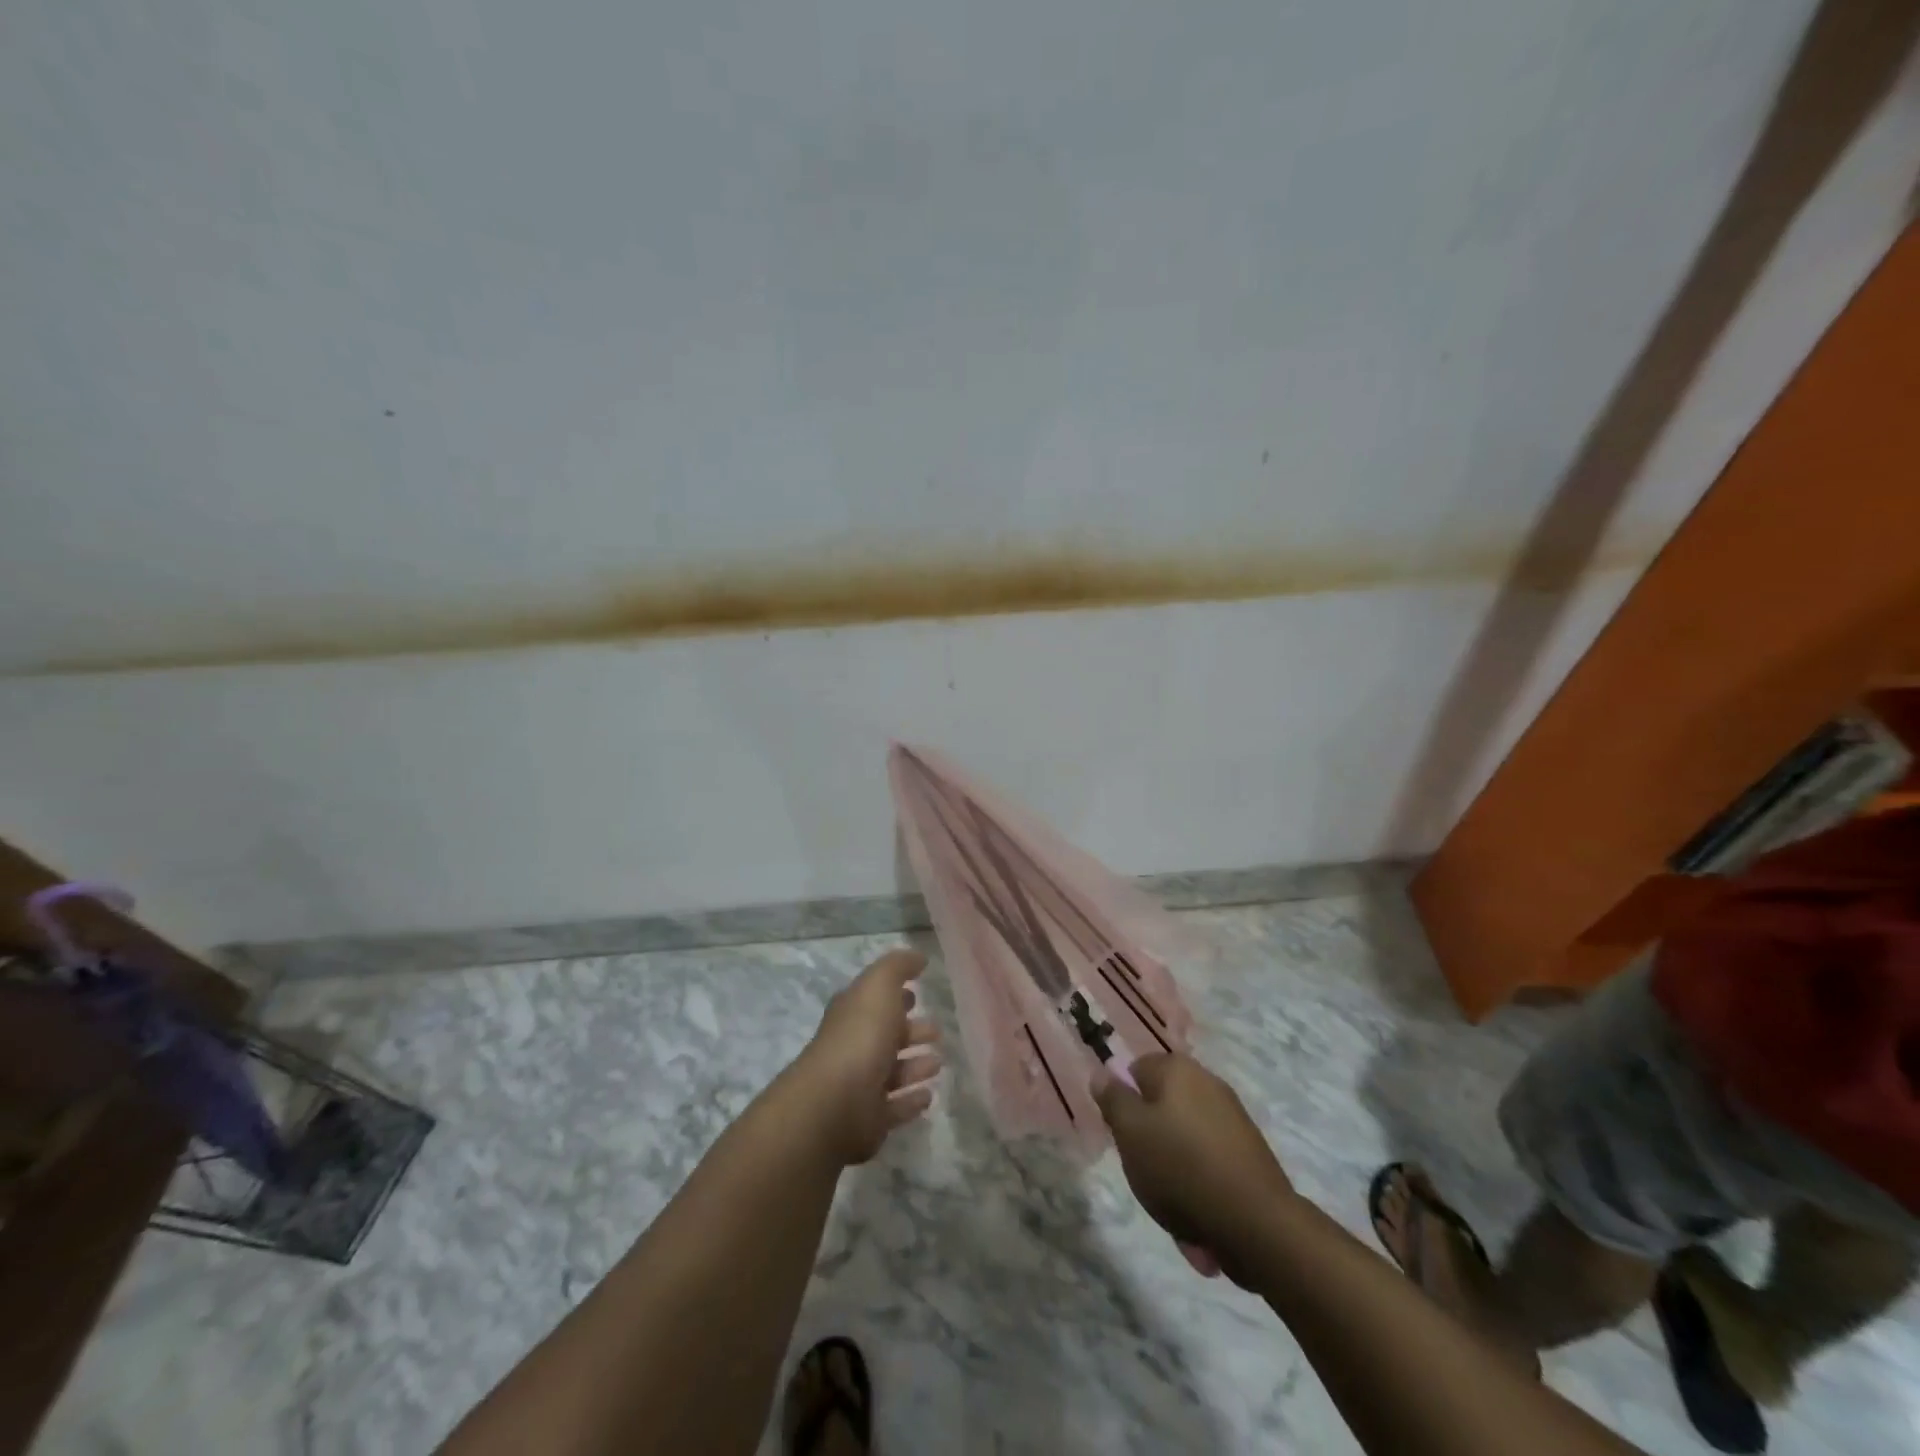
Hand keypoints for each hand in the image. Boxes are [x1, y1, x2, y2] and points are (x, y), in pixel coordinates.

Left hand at [790, 948, 941, 1165]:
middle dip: (911, 1031)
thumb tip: (917, 957)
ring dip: (915, 1067)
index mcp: (853, 1014)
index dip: (894, 995)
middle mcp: (855, 1046)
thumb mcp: (879, 986)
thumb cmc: (860, 1035)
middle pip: (886, 1036)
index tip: (917, 993)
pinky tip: (928, 1095)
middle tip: (937, 1030)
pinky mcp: (870, 1119)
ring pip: (893, 1072)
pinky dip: (911, 1101)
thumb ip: (897, 967)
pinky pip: (895, 1107)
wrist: (835, 1102)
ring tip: (938, 1062)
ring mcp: (860, 1085)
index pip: (874, 1001)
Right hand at [1093, 1054, 1292, 1281]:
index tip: (1123, 1137)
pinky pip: (1210, 1167)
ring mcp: (1233, 1119)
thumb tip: (1103, 1073)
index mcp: (1177, 1069)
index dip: (1124, 1104)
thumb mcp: (1130, 1132)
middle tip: (1144, 1175)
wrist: (1258, 1224)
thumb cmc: (1181, 1168)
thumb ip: (1113, 1099)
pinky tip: (1200, 1224)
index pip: (1135, 1071)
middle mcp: (1208, 1083)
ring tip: (1174, 1212)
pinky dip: (1201, 1191)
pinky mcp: (1251, 1155)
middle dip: (1150, 1144)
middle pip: (1161, 1108)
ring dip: (1174, 1176)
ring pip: (1185, 1143)